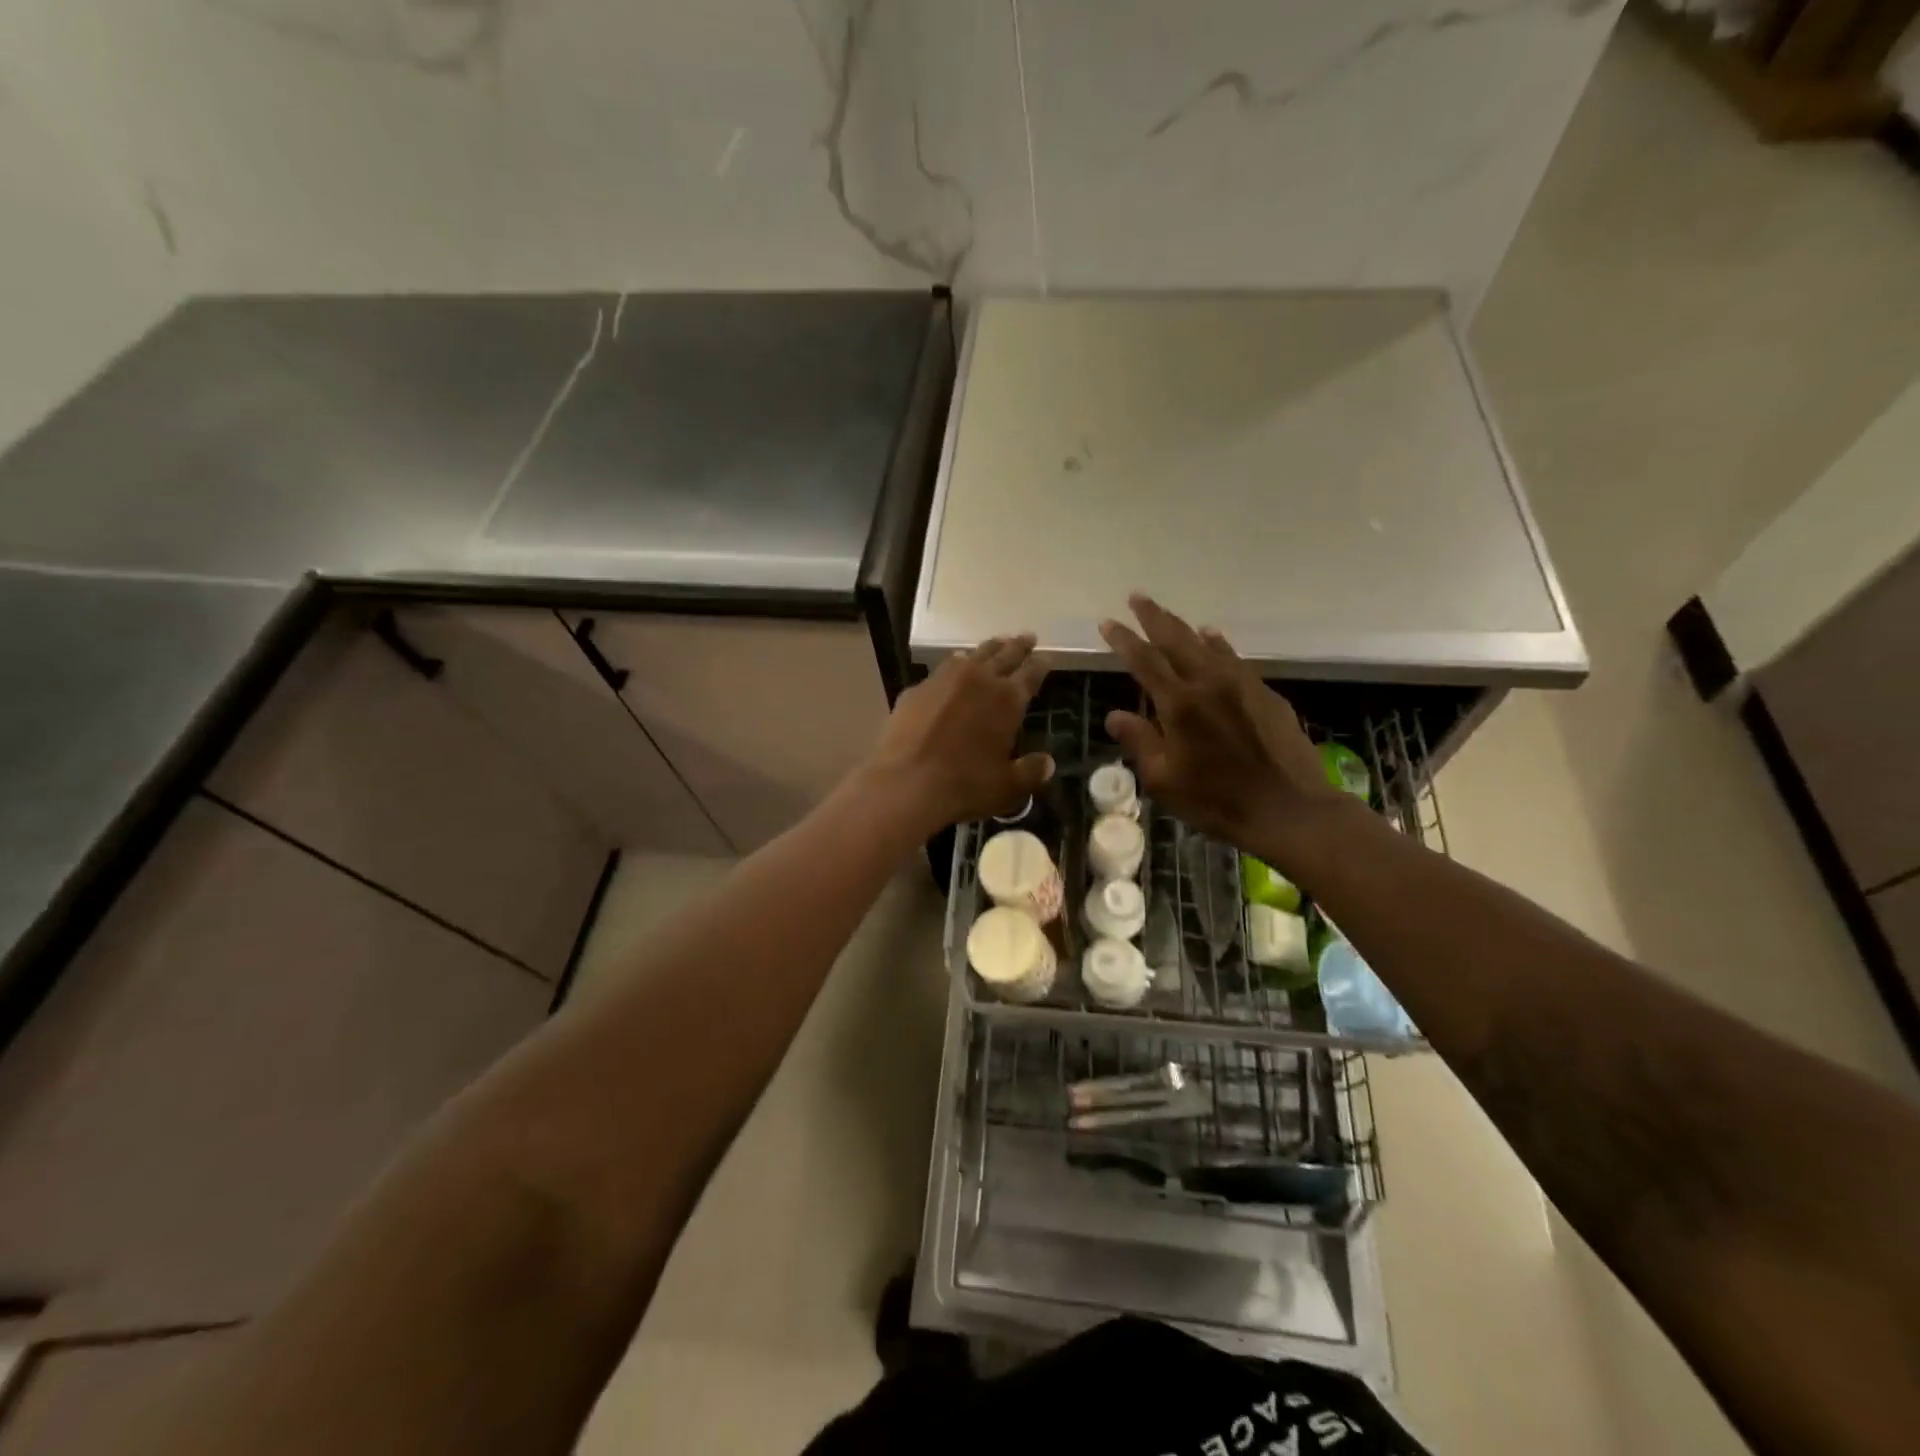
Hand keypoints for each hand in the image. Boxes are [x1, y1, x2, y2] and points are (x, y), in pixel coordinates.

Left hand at [867, 634, 1052, 829]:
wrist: (906, 783)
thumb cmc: (965, 785)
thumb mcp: (1007, 786)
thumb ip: (1030, 772)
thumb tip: (1048, 763)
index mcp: (1007, 699)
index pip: (1031, 673)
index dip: (1040, 664)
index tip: (1046, 656)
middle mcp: (978, 680)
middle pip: (1003, 654)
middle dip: (1017, 645)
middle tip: (1027, 636)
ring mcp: (943, 681)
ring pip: (971, 655)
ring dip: (986, 649)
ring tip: (994, 644)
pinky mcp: (916, 690)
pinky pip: (942, 670)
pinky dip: (954, 665)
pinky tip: (953, 668)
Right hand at [1099, 596, 1348, 869]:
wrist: (1290, 809)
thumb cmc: (1217, 801)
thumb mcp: (1165, 780)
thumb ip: (1140, 742)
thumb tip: (1115, 715)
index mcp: (1179, 704)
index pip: (1144, 661)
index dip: (1124, 640)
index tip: (1108, 622)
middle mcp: (1209, 683)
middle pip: (1176, 639)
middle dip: (1154, 617)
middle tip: (1137, 597)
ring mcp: (1242, 685)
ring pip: (1207, 644)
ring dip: (1184, 627)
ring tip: (1168, 614)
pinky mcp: (1266, 694)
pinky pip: (1234, 658)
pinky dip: (1218, 644)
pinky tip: (1213, 637)